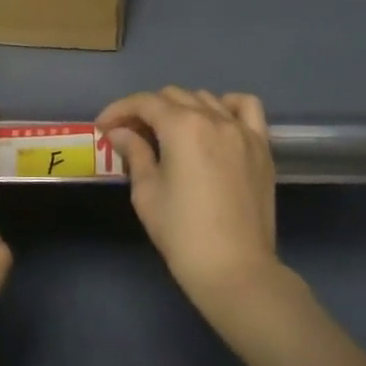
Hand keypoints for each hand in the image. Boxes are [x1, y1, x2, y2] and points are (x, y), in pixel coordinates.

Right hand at [96, 88, 281, 315]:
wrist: (235, 270)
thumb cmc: (182, 234)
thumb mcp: (147, 192)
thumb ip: (134, 153)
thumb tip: (120, 132)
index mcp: (183, 126)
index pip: (144, 103)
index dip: (119, 110)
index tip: (103, 127)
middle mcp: (214, 118)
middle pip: (174, 96)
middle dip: (146, 110)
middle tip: (130, 135)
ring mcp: (242, 130)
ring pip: (206, 98)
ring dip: (182, 108)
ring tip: (169, 132)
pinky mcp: (261, 146)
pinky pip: (246, 108)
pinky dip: (227, 105)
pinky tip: (215, 121)